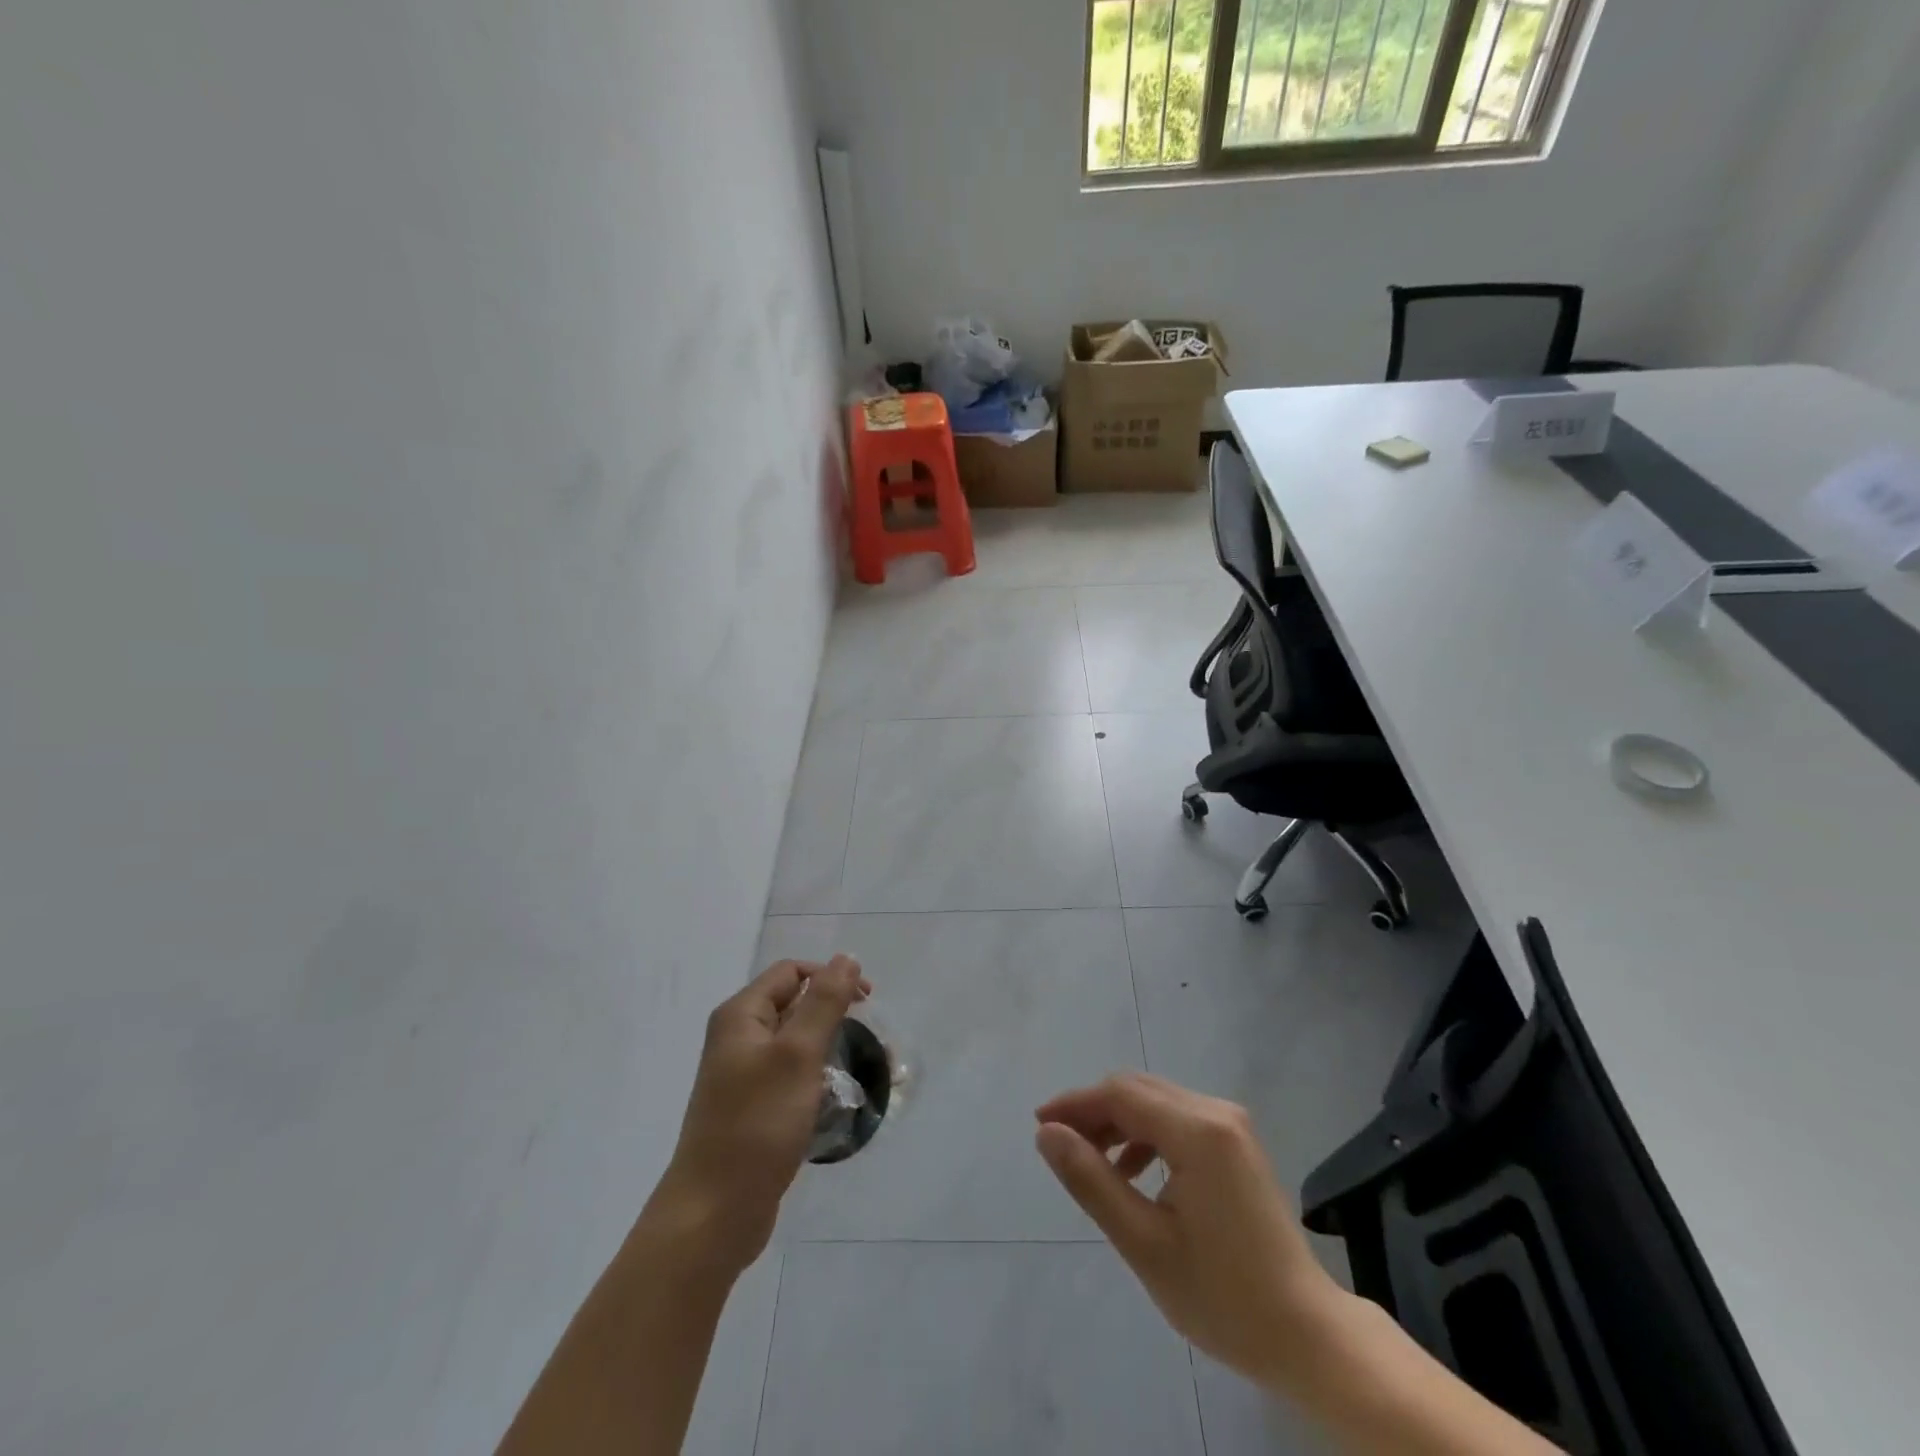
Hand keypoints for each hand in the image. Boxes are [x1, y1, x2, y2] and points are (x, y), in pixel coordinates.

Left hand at [647, 956, 869, 1277]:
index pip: (792, 972)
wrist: (713, 1215)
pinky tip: (834, 1102)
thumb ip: (824, 1003)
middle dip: (834, 1015)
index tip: (868, 1003)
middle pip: (794, 1005)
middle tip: (870, 1039)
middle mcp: (738, 1038)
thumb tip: (846, 958)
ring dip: (829, 1049)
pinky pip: (791, 1078)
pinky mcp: (752, 1109)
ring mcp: (743, 1076)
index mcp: (741, 1016)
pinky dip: (816, 1080)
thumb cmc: (756, 1126)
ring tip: (859, 1073)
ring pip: (796, 1044)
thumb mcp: (798, 1056)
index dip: (830, 977)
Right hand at [1034, 1072, 1345, 1389]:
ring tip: (1091, 1163)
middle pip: (1138, 1090)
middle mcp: (1217, 1112)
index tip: (1039, 1125)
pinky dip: (1146, 1134)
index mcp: (1198, 1131)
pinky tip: (1132, 1172)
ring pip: (1157, 1102)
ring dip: (1119, 1122)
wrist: (1307, 1335)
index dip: (1076, 1104)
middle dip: (1094, 1111)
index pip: (1121, 1095)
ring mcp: (1232, 1126)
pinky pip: (1178, 1119)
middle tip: (1060, 1145)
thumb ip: (1092, 1181)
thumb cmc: (1223, 1296)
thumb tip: (1047, 1134)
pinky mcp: (1237, 1143)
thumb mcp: (1144, 1243)